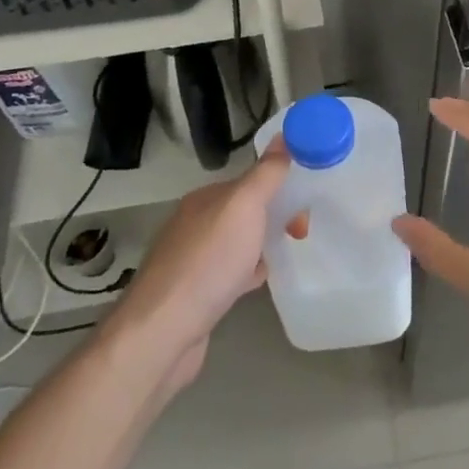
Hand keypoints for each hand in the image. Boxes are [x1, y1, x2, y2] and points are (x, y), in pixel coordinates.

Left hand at [117, 146, 290, 372]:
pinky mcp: (195, 293)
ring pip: (240, 241)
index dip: (281, 187)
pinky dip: (249, 272)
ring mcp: (193, 259)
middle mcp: (195, 223)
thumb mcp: (244, 207)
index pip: (251, 181)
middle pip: (246, 210)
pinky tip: (259, 283)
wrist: (163, 332)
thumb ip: (266, 173)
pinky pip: (231, 272)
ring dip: (263, 244)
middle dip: (276, 216)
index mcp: (205, 199)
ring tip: (285, 255)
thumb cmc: (208, 263)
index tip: (305, 207)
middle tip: (300, 234)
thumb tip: (285, 135)